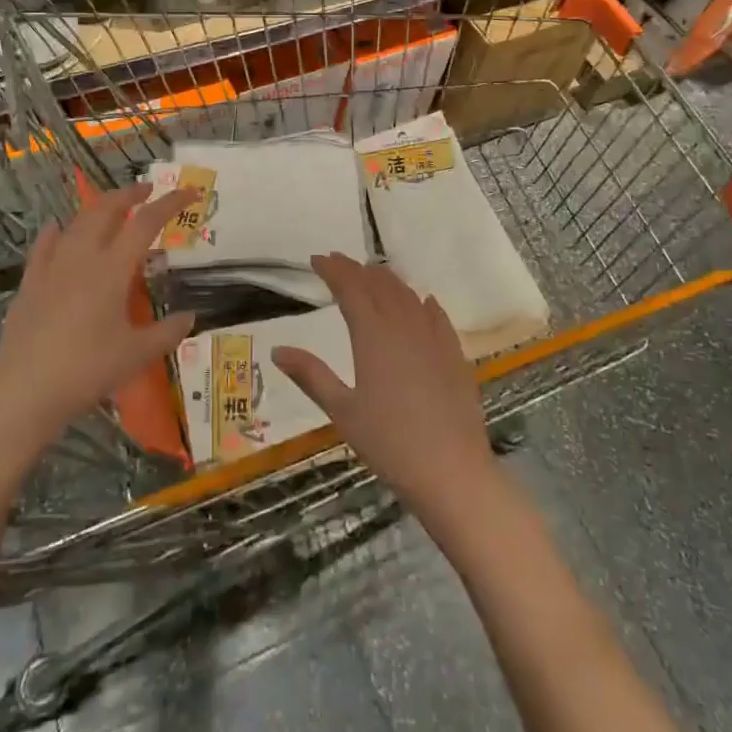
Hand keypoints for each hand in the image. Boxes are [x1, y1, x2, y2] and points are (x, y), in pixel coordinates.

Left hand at [0, 183, 197, 445]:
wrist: (25, 392)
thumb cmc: (87, 371)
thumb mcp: (137, 355)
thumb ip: (168, 333)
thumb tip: (190, 317)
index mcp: (112, 270)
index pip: (146, 224)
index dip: (169, 204)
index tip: (188, 193)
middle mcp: (82, 259)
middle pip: (105, 211)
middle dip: (128, 195)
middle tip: (147, 191)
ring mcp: (51, 269)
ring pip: (75, 224)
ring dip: (97, 209)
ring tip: (110, 208)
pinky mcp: (29, 285)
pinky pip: (43, 247)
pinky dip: (55, 232)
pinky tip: (56, 229)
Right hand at [272, 253, 496, 518]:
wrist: (452, 472)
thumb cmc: (389, 443)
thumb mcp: (342, 411)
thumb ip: (311, 375)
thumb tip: (277, 350)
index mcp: (373, 335)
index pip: (350, 288)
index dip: (333, 270)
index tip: (317, 259)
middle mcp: (403, 326)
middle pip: (378, 285)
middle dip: (356, 269)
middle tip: (338, 261)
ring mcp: (433, 338)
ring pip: (408, 295)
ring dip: (388, 279)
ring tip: (373, 273)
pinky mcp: (454, 355)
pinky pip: (436, 316)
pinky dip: (422, 302)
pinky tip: (422, 301)